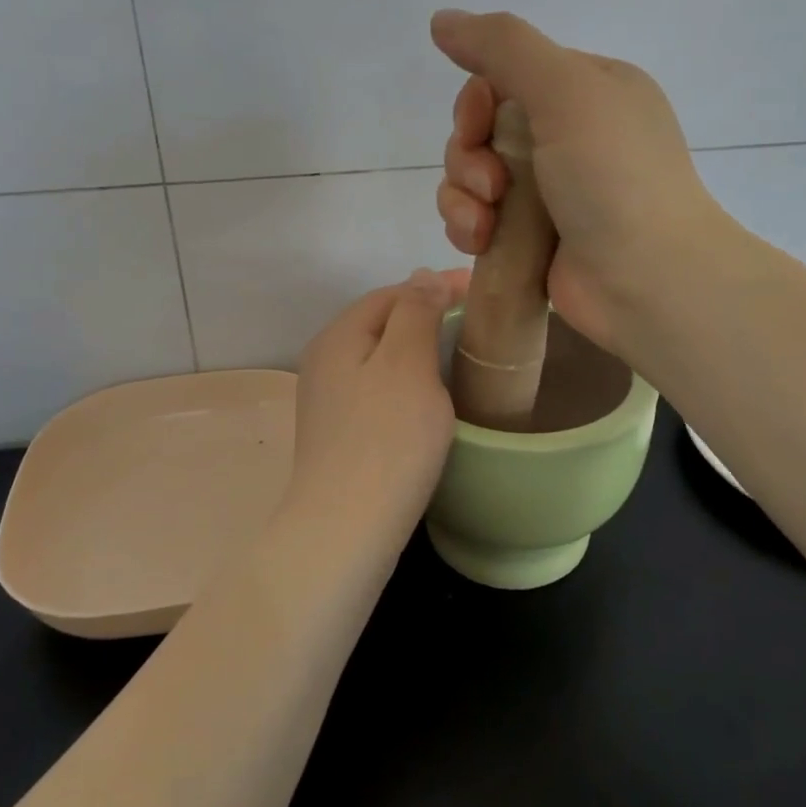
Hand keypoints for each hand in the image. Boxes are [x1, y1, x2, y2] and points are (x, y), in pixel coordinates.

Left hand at [283, 268, 469, 545]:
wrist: (347, 528)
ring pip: (380, 358)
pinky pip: (378, 389)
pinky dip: (407, 381)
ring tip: (458, 352)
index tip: (480, 290)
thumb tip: (422, 278)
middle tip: (474, 319)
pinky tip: (429, 396)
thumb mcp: (407, 363)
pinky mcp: (340, 433)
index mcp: (337, 336)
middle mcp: (324, 361)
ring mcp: (329, 400)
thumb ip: (415, 313)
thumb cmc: (386, 439)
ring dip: (417, 349)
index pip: (391, 293)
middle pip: (381, 323)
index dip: (435, 286)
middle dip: (425, 314)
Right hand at [431, 9, 722, 353]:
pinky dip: (468, 225)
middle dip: (468, 155)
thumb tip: (441, 19)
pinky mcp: (529, 237)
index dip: (478, 100)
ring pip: (471, 176)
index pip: (506, 75)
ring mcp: (549, 191)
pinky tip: (480, 242)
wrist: (647, 281)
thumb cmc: (614, 178)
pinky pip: (476, 217)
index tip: (479, 125)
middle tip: (490, 184)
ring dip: (462, 195)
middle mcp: (568, 136)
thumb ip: (504, 47)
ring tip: (483, 223)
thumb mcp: (567, 91)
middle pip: (482, 129)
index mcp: (587, 90)